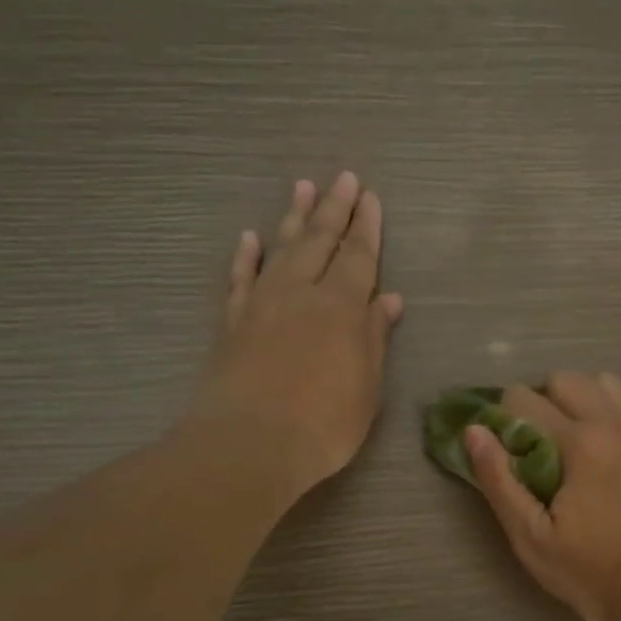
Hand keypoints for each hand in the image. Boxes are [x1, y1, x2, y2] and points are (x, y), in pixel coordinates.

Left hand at [190, 172, 403, 500]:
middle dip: (335, 209)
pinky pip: (240, 279)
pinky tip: (251, 239)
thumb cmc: (324, 425)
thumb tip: (388, 300)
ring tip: (303, 188)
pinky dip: (246, 257)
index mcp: (343, 308)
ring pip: (281, 249)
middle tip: (343, 177)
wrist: (250, 443)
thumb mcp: (367, 388)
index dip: (366, 227)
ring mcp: (263, 304)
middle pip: (320, 241)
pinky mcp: (232, 322)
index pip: (359, 257)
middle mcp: (302, 294)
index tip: (370, 197)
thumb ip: (374, 338)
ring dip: (294, 218)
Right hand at [465, 372, 620, 620]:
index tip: (510, 444)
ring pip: (614, 385)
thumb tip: (475, 431)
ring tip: (590, 437)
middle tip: (547, 442)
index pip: (524, 400)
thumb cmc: (597, 574)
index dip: (506, 416)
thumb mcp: (532, 540)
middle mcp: (616, 422)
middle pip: (569, 380)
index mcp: (576, 442)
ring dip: (592, 400)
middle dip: (547, 401)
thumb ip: (499, 481)